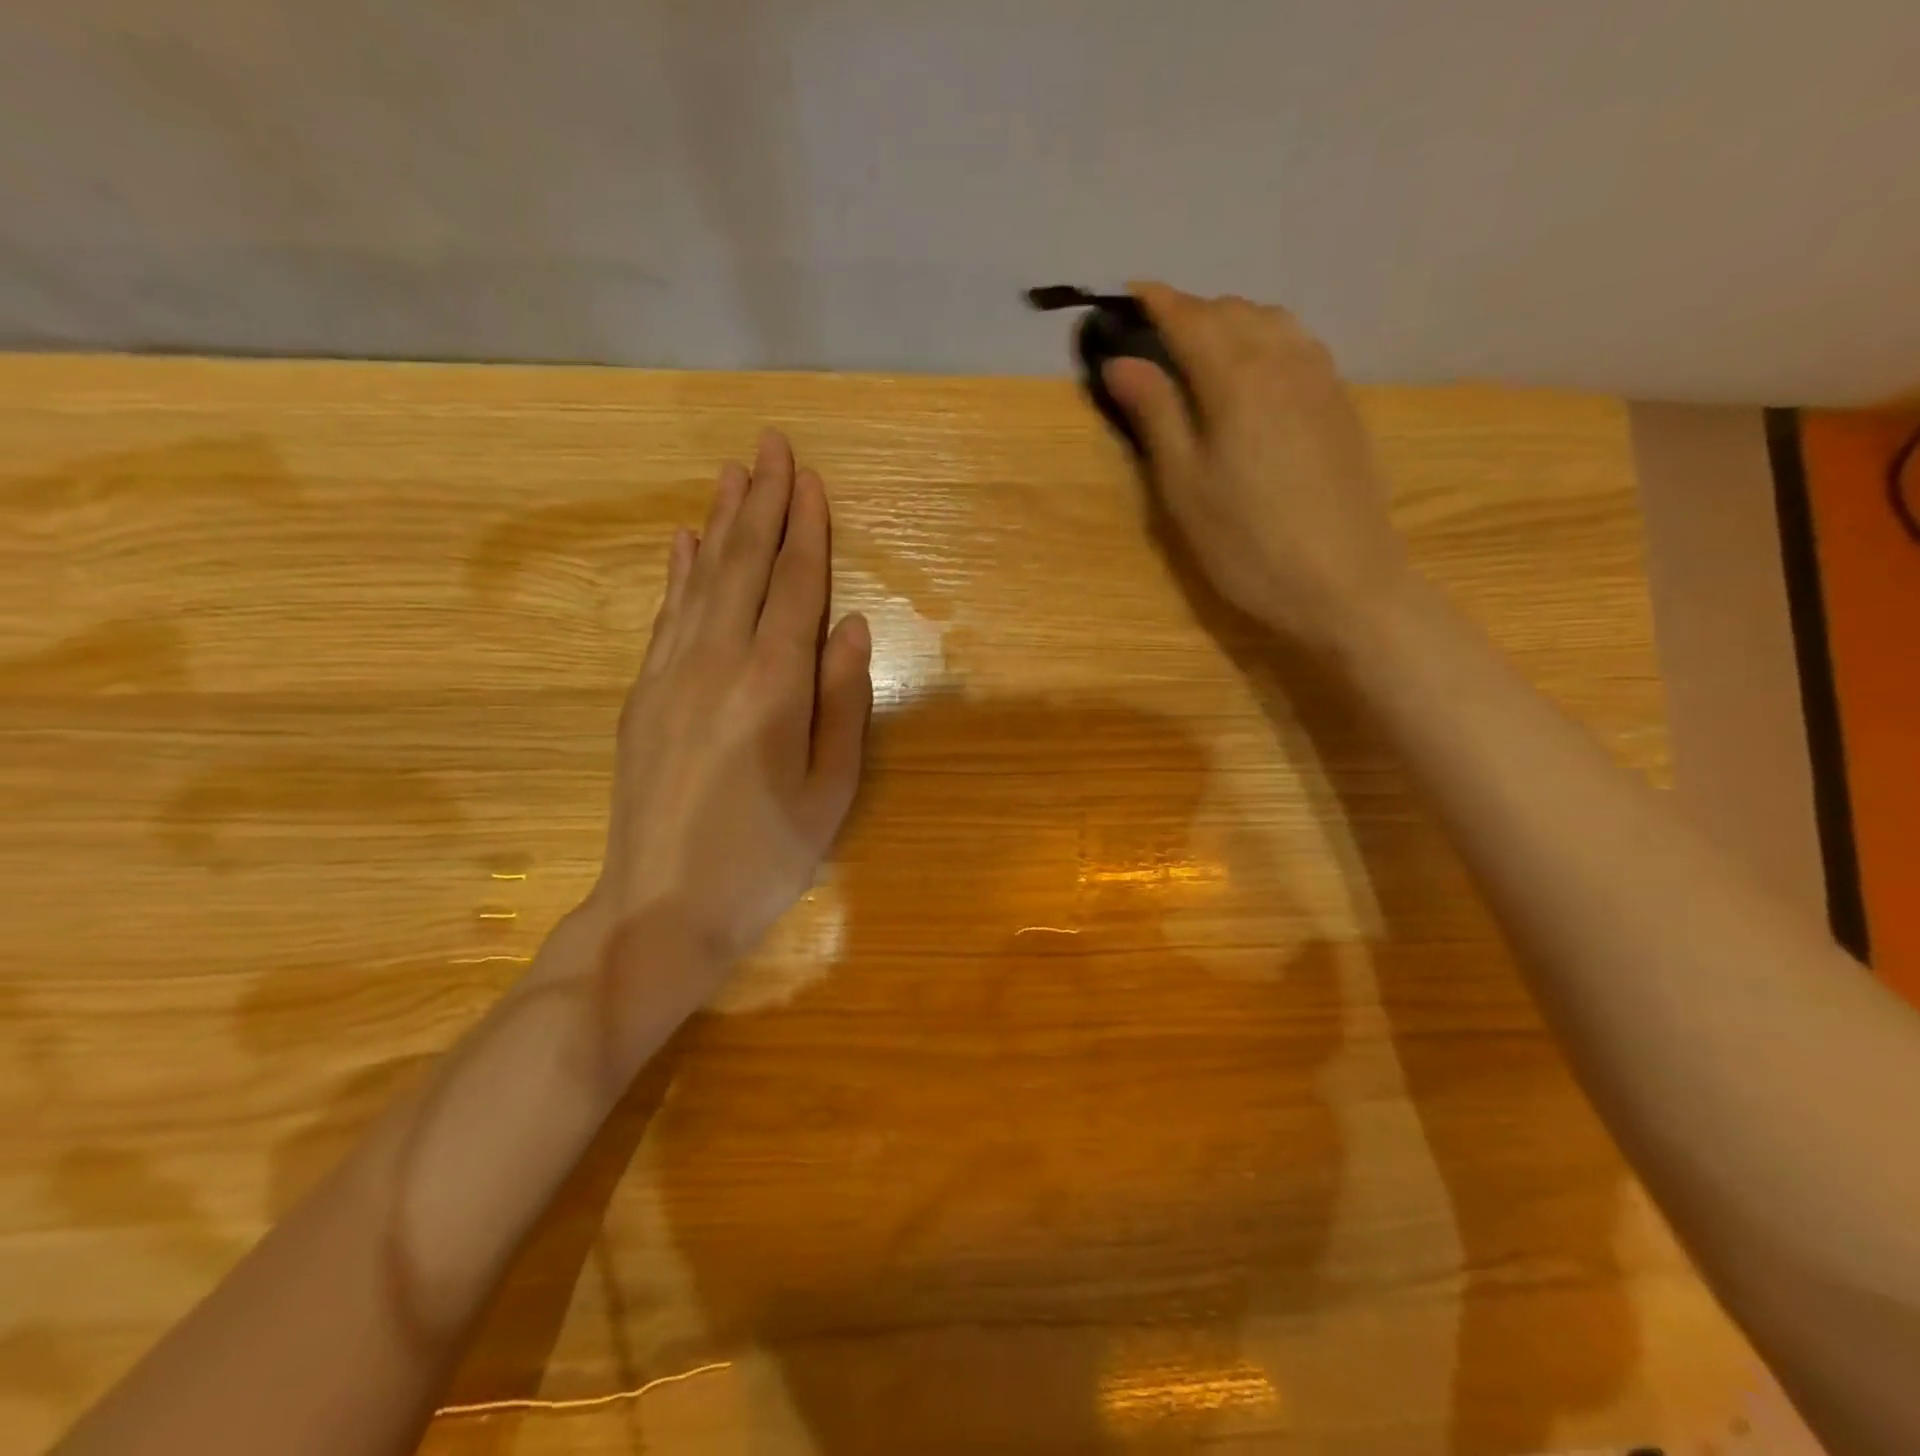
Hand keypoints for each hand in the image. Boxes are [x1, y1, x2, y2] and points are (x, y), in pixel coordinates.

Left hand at [587, 430, 871, 1013]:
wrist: (662, 907)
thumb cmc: (765, 856)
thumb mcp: (831, 789)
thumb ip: (842, 701)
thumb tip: (853, 626)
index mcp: (772, 685)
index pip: (794, 586)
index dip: (806, 530)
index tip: (810, 477)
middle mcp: (717, 663)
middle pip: (744, 566)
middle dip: (761, 502)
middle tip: (769, 444)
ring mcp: (670, 675)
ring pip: (701, 580)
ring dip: (720, 523)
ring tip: (732, 472)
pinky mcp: (642, 696)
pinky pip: (666, 617)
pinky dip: (678, 574)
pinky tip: (684, 543)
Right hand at [1103, 283, 1410, 653]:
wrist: (1343, 583)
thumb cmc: (1246, 543)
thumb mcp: (1184, 486)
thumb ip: (1155, 415)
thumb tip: (1121, 361)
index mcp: (1237, 377)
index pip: (1190, 318)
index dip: (1157, 302)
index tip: (1129, 293)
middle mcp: (1284, 359)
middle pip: (1232, 312)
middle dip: (1192, 311)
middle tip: (1157, 337)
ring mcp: (1321, 378)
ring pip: (1272, 321)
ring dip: (1232, 322)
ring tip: (1203, 349)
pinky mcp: (1342, 403)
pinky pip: (1299, 345)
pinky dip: (1266, 340)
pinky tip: (1256, 371)